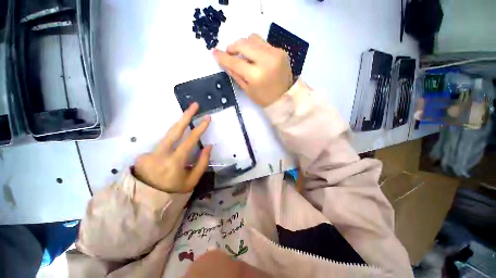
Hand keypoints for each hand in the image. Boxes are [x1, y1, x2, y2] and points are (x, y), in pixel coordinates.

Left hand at [133, 103, 211, 192]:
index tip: (207, 118)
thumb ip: (202, 163)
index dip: (199, 128)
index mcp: (174, 163)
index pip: (189, 141)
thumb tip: (208, 146)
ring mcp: (149, 153)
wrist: (147, 201)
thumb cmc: (174, 191)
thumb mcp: (192, 180)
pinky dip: (171, 143)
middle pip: (174, 130)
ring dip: (179, 125)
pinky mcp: (143, 154)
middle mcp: (160, 155)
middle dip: (185, 116)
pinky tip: (174, 150)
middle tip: (194, 105)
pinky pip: (163, 145)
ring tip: (188, 116)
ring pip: (167, 135)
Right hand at [213, 34, 292, 106]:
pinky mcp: (281, 51)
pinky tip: (255, 57)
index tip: (214, 52)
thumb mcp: (247, 89)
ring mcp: (275, 53)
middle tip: (230, 53)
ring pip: (253, 38)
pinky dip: (256, 48)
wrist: (284, 97)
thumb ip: (235, 74)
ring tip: (243, 55)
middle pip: (244, 43)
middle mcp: (266, 60)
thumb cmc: (264, 98)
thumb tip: (223, 61)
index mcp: (256, 75)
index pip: (235, 62)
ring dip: (244, 45)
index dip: (223, 57)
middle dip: (233, 46)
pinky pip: (263, 43)